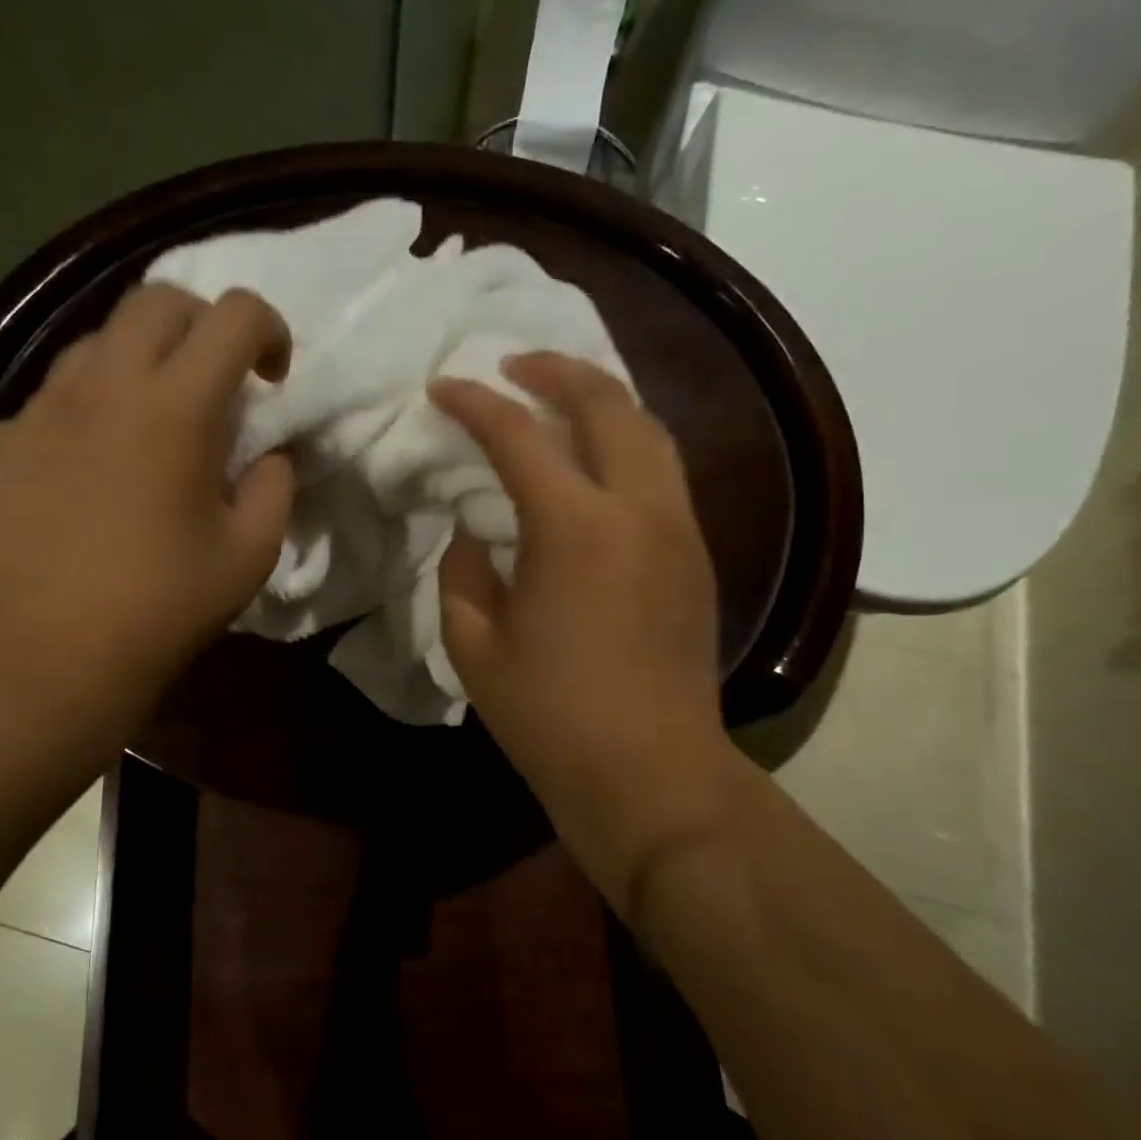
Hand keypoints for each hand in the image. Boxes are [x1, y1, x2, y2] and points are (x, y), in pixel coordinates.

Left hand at [0, 285, 294, 706]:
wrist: (55, 651)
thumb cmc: (165, 604)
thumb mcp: (252, 552)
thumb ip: (275, 485)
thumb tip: (268, 453)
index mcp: (176, 407)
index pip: (234, 314)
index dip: (269, 330)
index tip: (272, 379)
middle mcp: (105, 384)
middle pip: (158, 300)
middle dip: (203, 324)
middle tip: (216, 381)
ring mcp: (44, 406)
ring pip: (98, 339)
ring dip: (141, 360)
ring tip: (150, 418)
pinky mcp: (5, 437)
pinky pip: (55, 394)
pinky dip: (89, 407)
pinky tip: (93, 462)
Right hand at [429, 352, 740, 914]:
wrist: (651, 774)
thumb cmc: (550, 716)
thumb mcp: (474, 644)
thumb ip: (463, 571)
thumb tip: (475, 532)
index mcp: (574, 528)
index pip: (517, 436)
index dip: (474, 403)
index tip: (442, 388)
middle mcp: (638, 508)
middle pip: (607, 402)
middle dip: (555, 371)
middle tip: (511, 366)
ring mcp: (679, 528)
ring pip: (649, 428)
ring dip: (600, 398)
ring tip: (557, 395)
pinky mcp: (698, 554)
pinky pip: (662, 469)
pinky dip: (626, 440)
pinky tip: (595, 456)